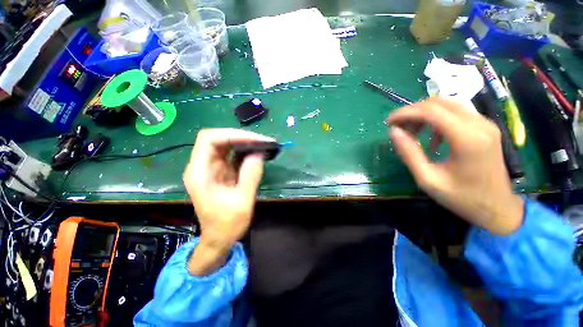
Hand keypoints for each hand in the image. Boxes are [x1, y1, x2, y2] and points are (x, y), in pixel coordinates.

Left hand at [184, 128, 273, 274]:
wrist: (219, 238)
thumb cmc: (227, 224)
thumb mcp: (242, 201)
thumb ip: (250, 175)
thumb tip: (259, 153)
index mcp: (200, 173)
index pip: (209, 139)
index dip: (231, 135)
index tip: (254, 139)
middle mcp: (203, 166)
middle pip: (218, 139)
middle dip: (241, 137)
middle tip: (262, 141)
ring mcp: (212, 168)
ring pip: (226, 146)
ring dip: (245, 143)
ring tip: (263, 145)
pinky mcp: (221, 172)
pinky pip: (232, 155)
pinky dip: (245, 152)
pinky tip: (258, 153)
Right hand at [387, 97, 523, 234]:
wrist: (498, 209)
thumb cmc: (462, 198)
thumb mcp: (428, 179)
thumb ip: (409, 153)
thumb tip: (393, 132)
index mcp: (467, 139)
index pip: (430, 111)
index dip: (405, 113)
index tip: (388, 121)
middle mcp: (479, 124)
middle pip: (439, 103)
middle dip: (413, 112)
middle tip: (399, 128)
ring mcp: (485, 124)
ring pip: (448, 105)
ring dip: (424, 115)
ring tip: (412, 133)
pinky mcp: (485, 128)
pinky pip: (456, 113)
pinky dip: (437, 120)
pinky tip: (432, 139)